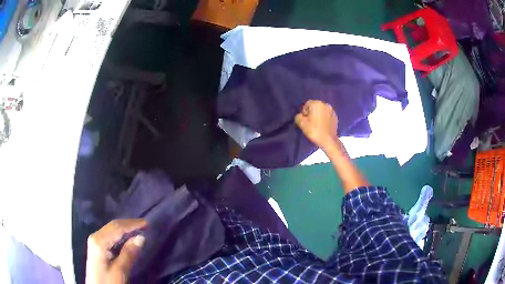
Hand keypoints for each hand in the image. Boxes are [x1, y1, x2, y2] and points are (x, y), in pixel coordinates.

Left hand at [86, 219, 146, 283]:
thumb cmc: (108, 281)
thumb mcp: (119, 271)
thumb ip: (128, 254)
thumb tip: (141, 237)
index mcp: (99, 241)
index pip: (117, 227)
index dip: (132, 224)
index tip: (147, 223)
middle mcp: (95, 236)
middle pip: (113, 225)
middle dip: (129, 224)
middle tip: (145, 225)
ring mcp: (95, 241)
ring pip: (111, 229)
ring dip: (125, 228)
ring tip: (139, 229)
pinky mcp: (97, 247)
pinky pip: (110, 235)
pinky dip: (120, 234)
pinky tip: (127, 238)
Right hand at [295, 100, 338, 148]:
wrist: (329, 140)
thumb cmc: (314, 131)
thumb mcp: (301, 124)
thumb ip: (298, 117)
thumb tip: (300, 116)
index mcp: (317, 103)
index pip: (307, 104)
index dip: (304, 112)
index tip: (305, 121)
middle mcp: (325, 104)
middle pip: (315, 106)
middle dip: (311, 113)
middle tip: (310, 123)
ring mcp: (332, 110)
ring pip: (321, 111)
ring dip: (318, 115)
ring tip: (317, 125)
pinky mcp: (335, 117)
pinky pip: (327, 115)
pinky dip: (324, 118)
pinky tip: (323, 126)